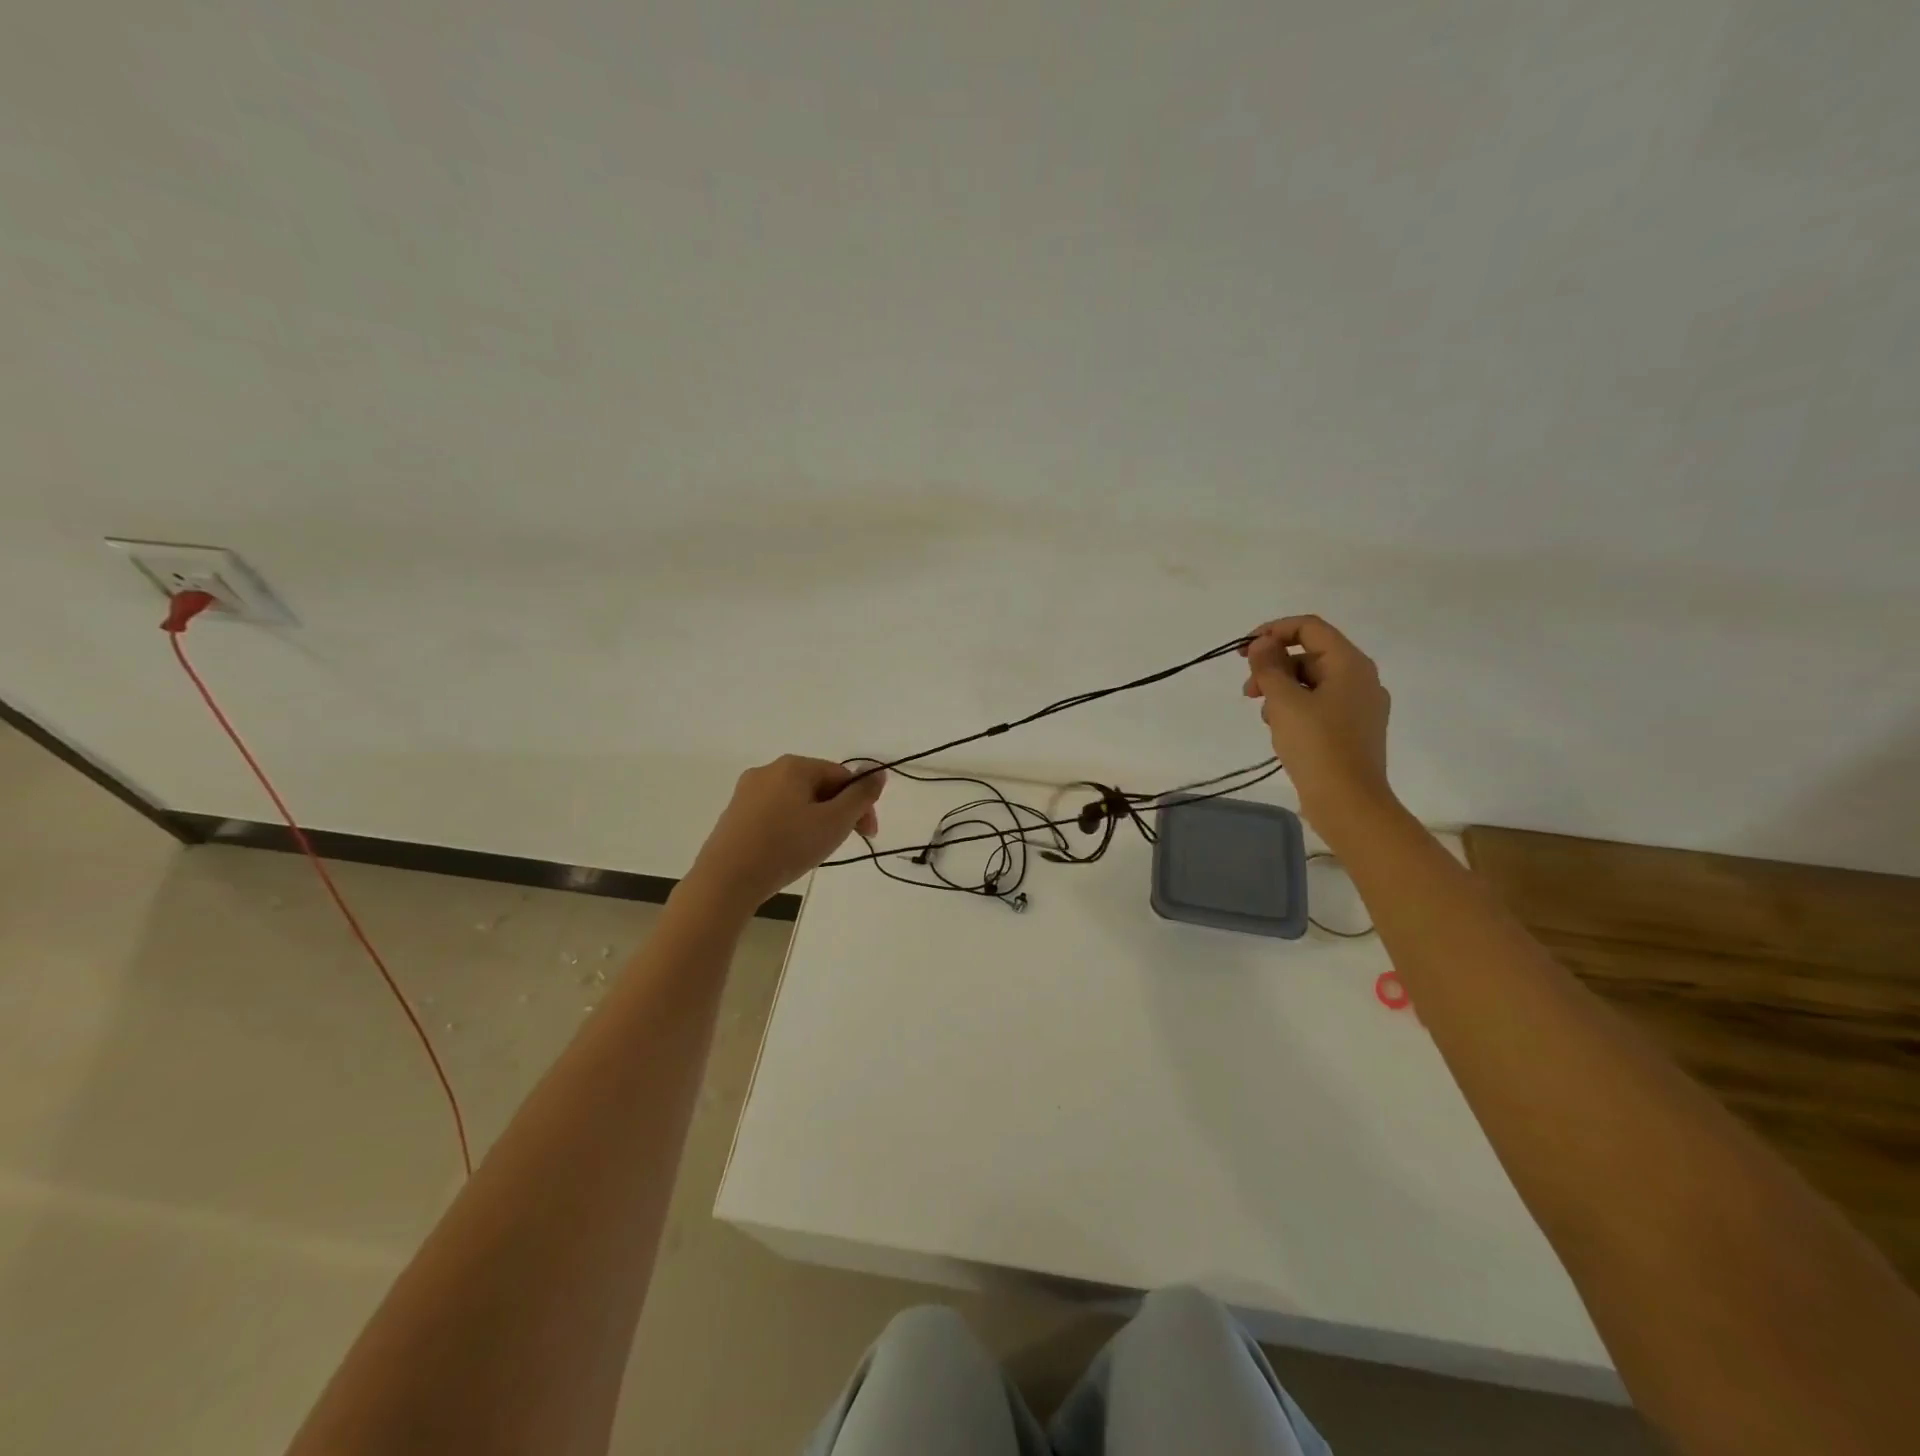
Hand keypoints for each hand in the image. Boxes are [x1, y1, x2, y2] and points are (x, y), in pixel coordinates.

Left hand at [685, 756, 885, 911]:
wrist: (726, 881)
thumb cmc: (786, 846)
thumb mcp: (834, 822)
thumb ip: (861, 796)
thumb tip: (878, 773)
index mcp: (794, 765)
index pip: (841, 776)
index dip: (860, 804)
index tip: (868, 834)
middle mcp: (768, 770)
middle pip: (818, 786)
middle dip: (837, 812)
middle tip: (842, 843)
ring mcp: (747, 792)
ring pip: (796, 801)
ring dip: (815, 821)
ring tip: (814, 851)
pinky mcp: (734, 815)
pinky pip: (774, 814)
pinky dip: (790, 828)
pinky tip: (788, 852)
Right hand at [1240, 616, 1396, 830]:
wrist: (1349, 802)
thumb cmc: (1317, 746)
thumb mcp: (1284, 702)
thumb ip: (1269, 667)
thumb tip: (1261, 643)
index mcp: (1350, 664)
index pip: (1309, 627)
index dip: (1273, 631)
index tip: (1243, 650)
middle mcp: (1361, 678)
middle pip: (1310, 654)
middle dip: (1274, 666)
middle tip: (1248, 690)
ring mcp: (1360, 705)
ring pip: (1312, 681)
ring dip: (1281, 690)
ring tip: (1265, 717)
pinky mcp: (1353, 729)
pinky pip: (1320, 704)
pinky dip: (1296, 708)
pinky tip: (1280, 731)